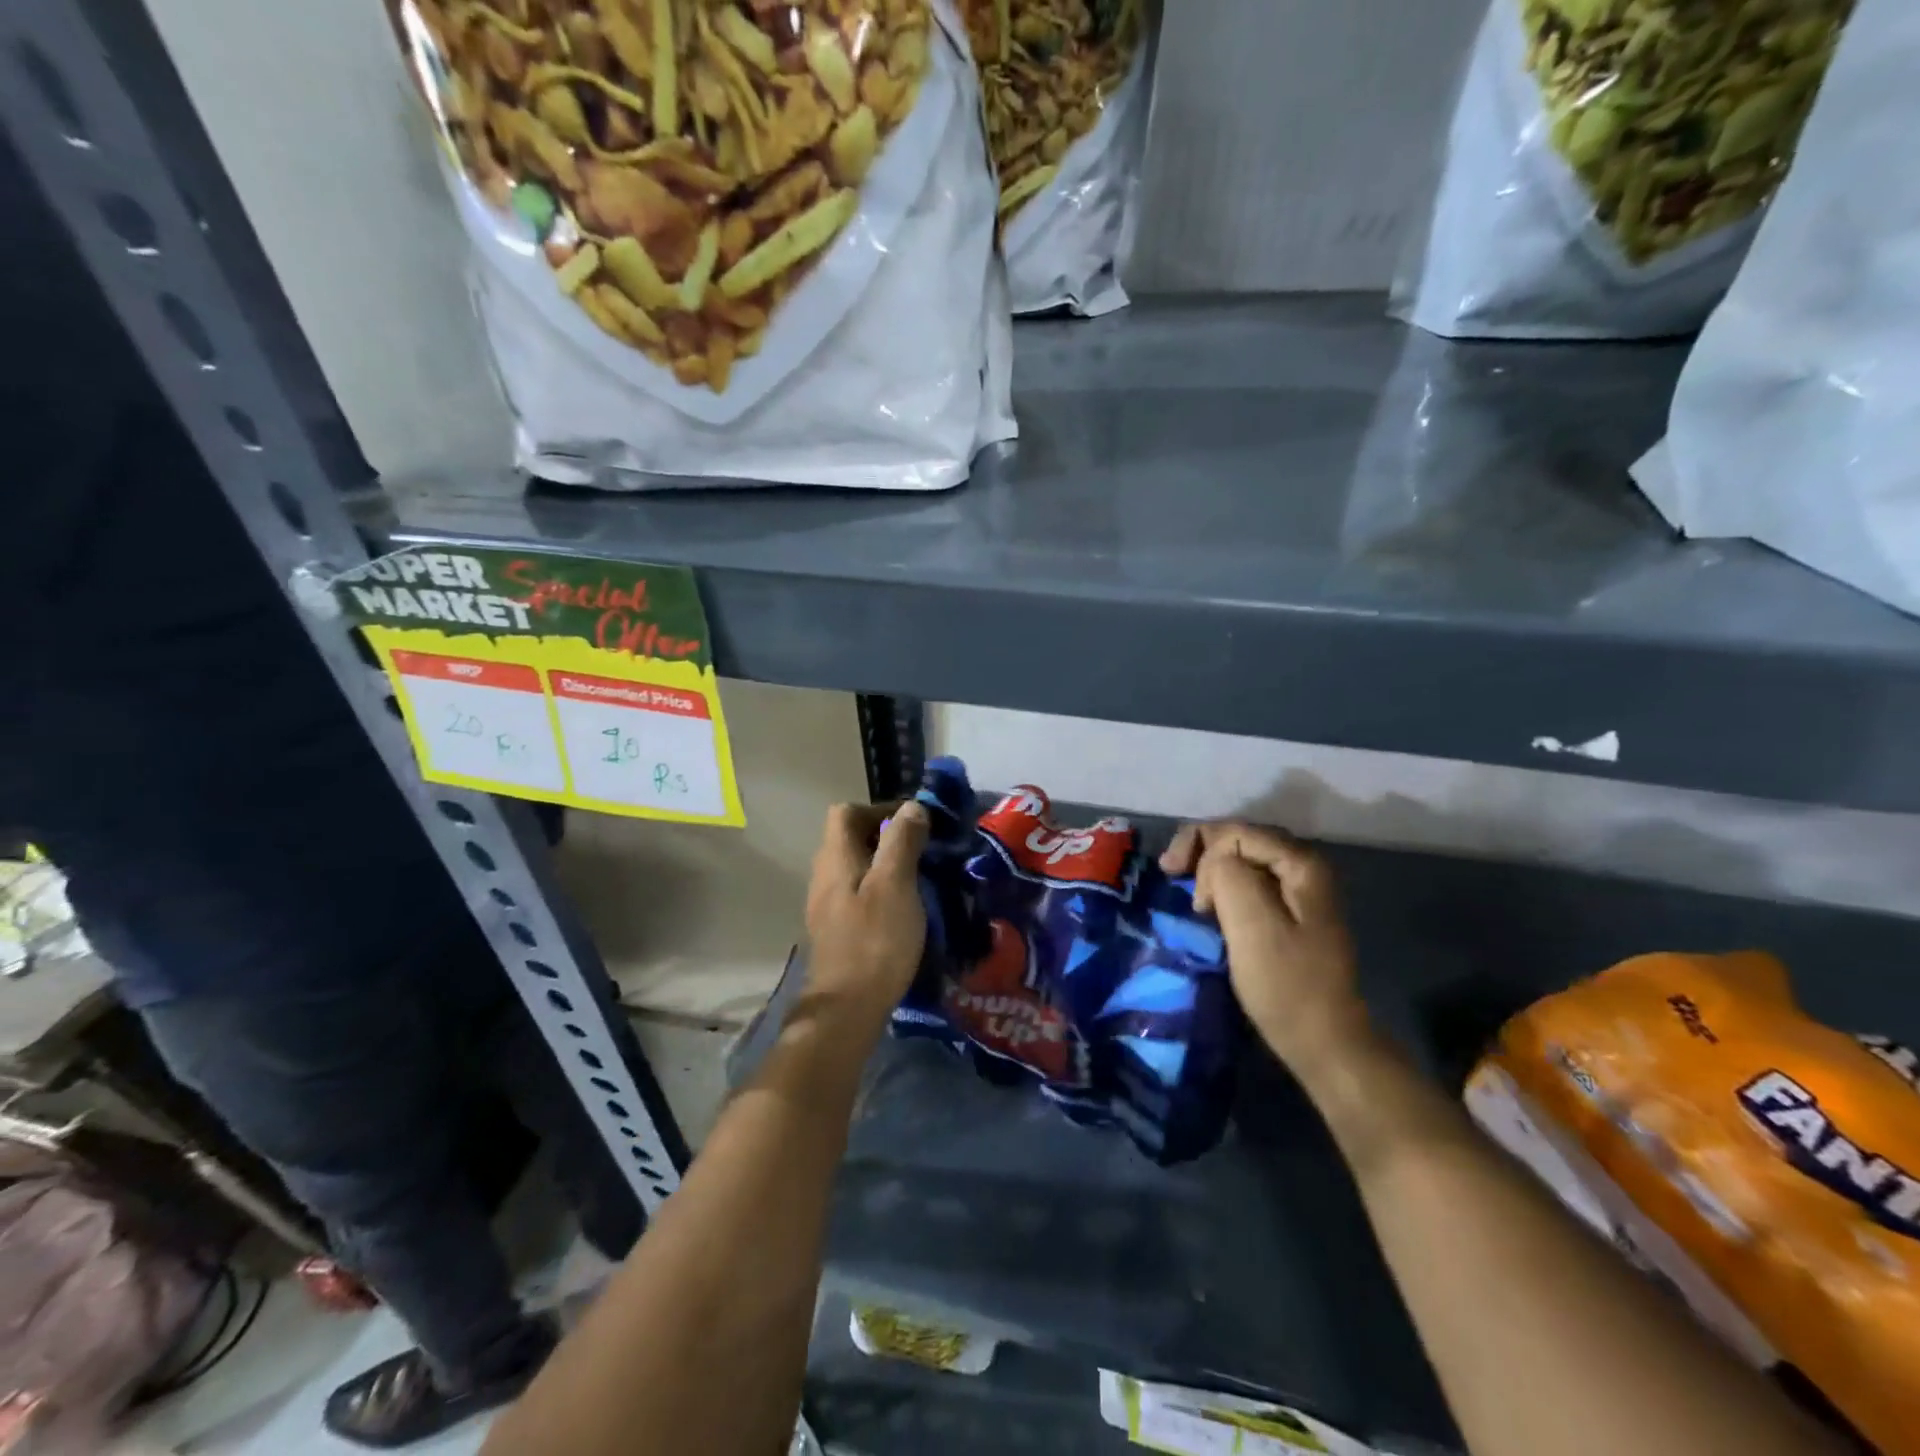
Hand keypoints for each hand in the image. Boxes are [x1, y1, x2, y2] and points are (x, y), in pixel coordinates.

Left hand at [803, 801, 929, 1019]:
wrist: (846, 1009)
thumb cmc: (875, 940)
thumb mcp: (896, 884)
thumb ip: (902, 841)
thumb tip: (911, 806)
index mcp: (836, 857)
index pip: (846, 811)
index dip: (879, 808)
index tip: (914, 822)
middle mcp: (823, 874)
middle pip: (849, 837)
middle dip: (885, 835)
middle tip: (922, 849)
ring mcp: (825, 904)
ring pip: (854, 866)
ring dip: (883, 864)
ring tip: (918, 877)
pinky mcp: (834, 929)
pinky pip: (856, 892)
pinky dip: (878, 889)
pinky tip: (902, 908)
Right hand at [1161, 822, 1371, 1079]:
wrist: (1326, 1043)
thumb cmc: (1287, 985)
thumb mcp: (1251, 925)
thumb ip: (1228, 875)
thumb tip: (1213, 861)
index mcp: (1301, 864)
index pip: (1236, 830)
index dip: (1200, 846)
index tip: (1176, 881)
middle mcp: (1306, 868)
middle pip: (1241, 838)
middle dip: (1202, 851)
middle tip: (1171, 873)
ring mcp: (1302, 892)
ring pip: (1244, 860)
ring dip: (1211, 870)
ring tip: (1190, 895)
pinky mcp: (1293, 915)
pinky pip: (1251, 883)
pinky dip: (1224, 887)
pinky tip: (1211, 906)